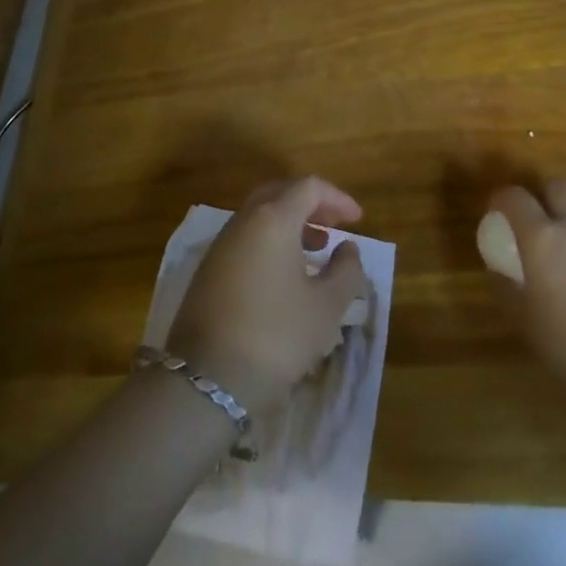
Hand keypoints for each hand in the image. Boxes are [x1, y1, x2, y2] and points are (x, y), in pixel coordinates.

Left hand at [167, 177, 370, 416]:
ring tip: (314, 250)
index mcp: (273, 219)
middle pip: (280, 193)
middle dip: (311, 205)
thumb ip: (345, 271)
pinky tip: (284, 274)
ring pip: (259, 216)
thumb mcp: (326, 307)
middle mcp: (243, 221)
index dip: (337, 198)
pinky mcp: (208, 269)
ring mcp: (221, 244)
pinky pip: (245, 237)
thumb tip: (347, 248)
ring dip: (290, 223)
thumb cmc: (277, 335)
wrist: (208, 378)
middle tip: (334, 226)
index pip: (308, 187)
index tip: (357, 220)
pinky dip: (270, 241)